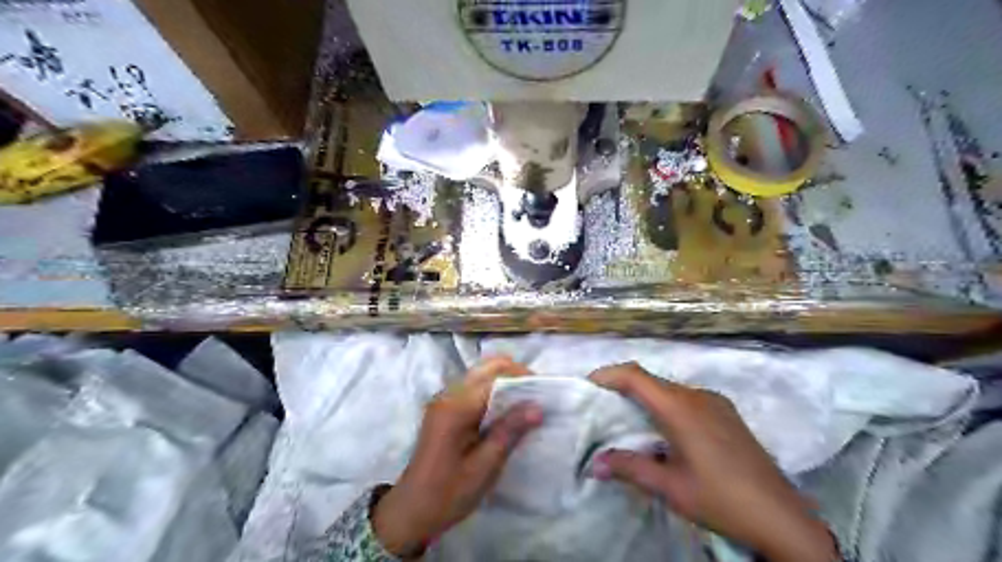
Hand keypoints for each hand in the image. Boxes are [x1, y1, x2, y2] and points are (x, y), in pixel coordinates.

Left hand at [370, 359, 540, 554]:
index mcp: (455, 407)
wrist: (411, 510)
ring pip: (481, 374)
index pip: (495, 378)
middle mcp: (448, 394)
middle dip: (515, 375)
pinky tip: (508, 410)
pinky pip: (474, 388)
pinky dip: (494, 391)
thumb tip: (538, 406)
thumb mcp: (483, 468)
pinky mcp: (446, 407)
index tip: (546, 392)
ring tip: (527, 401)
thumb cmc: (448, 493)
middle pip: (486, 367)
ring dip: (506, 382)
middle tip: (537, 394)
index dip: (522, 380)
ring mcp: (445, 399)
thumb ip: (509, 432)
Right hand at [590, 363, 838, 561]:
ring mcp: (715, 402)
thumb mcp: (670, 487)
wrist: (783, 517)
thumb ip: (630, 468)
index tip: (588, 384)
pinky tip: (666, 432)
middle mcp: (697, 396)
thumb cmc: (721, 499)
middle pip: (652, 381)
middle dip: (624, 388)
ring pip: (670, 389)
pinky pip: (687, 399)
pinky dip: (667, 405)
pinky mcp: (727, 413)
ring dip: (647, 398)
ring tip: (631, 422)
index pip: (636, 376)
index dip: (609, 374)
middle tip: (603, 407)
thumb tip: (595, 464)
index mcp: (680, 408)